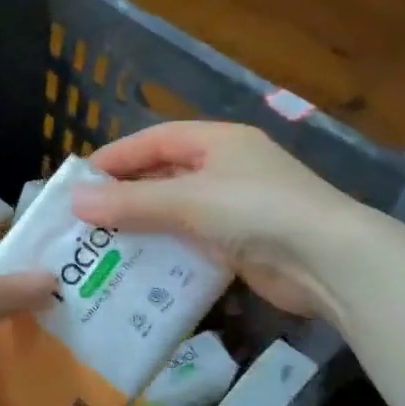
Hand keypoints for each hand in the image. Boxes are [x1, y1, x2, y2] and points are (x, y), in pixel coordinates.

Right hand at [73, 121, 382, 320]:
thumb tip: (75, 201)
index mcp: (218, 141)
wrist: (329, 261)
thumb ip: (130, 202)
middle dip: (127, 194)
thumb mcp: (187, 200)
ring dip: (144, 225)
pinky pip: (192, 240)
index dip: (117, 156)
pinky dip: (166, 250)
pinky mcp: (242, 243)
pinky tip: (139, 266)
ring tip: (103, 243)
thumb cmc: (255, 211)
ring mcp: (237, 207)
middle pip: (165, 174)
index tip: (80, 179)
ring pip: (177, 210)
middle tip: (87, 215)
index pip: (156, 139)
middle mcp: (227, 168)